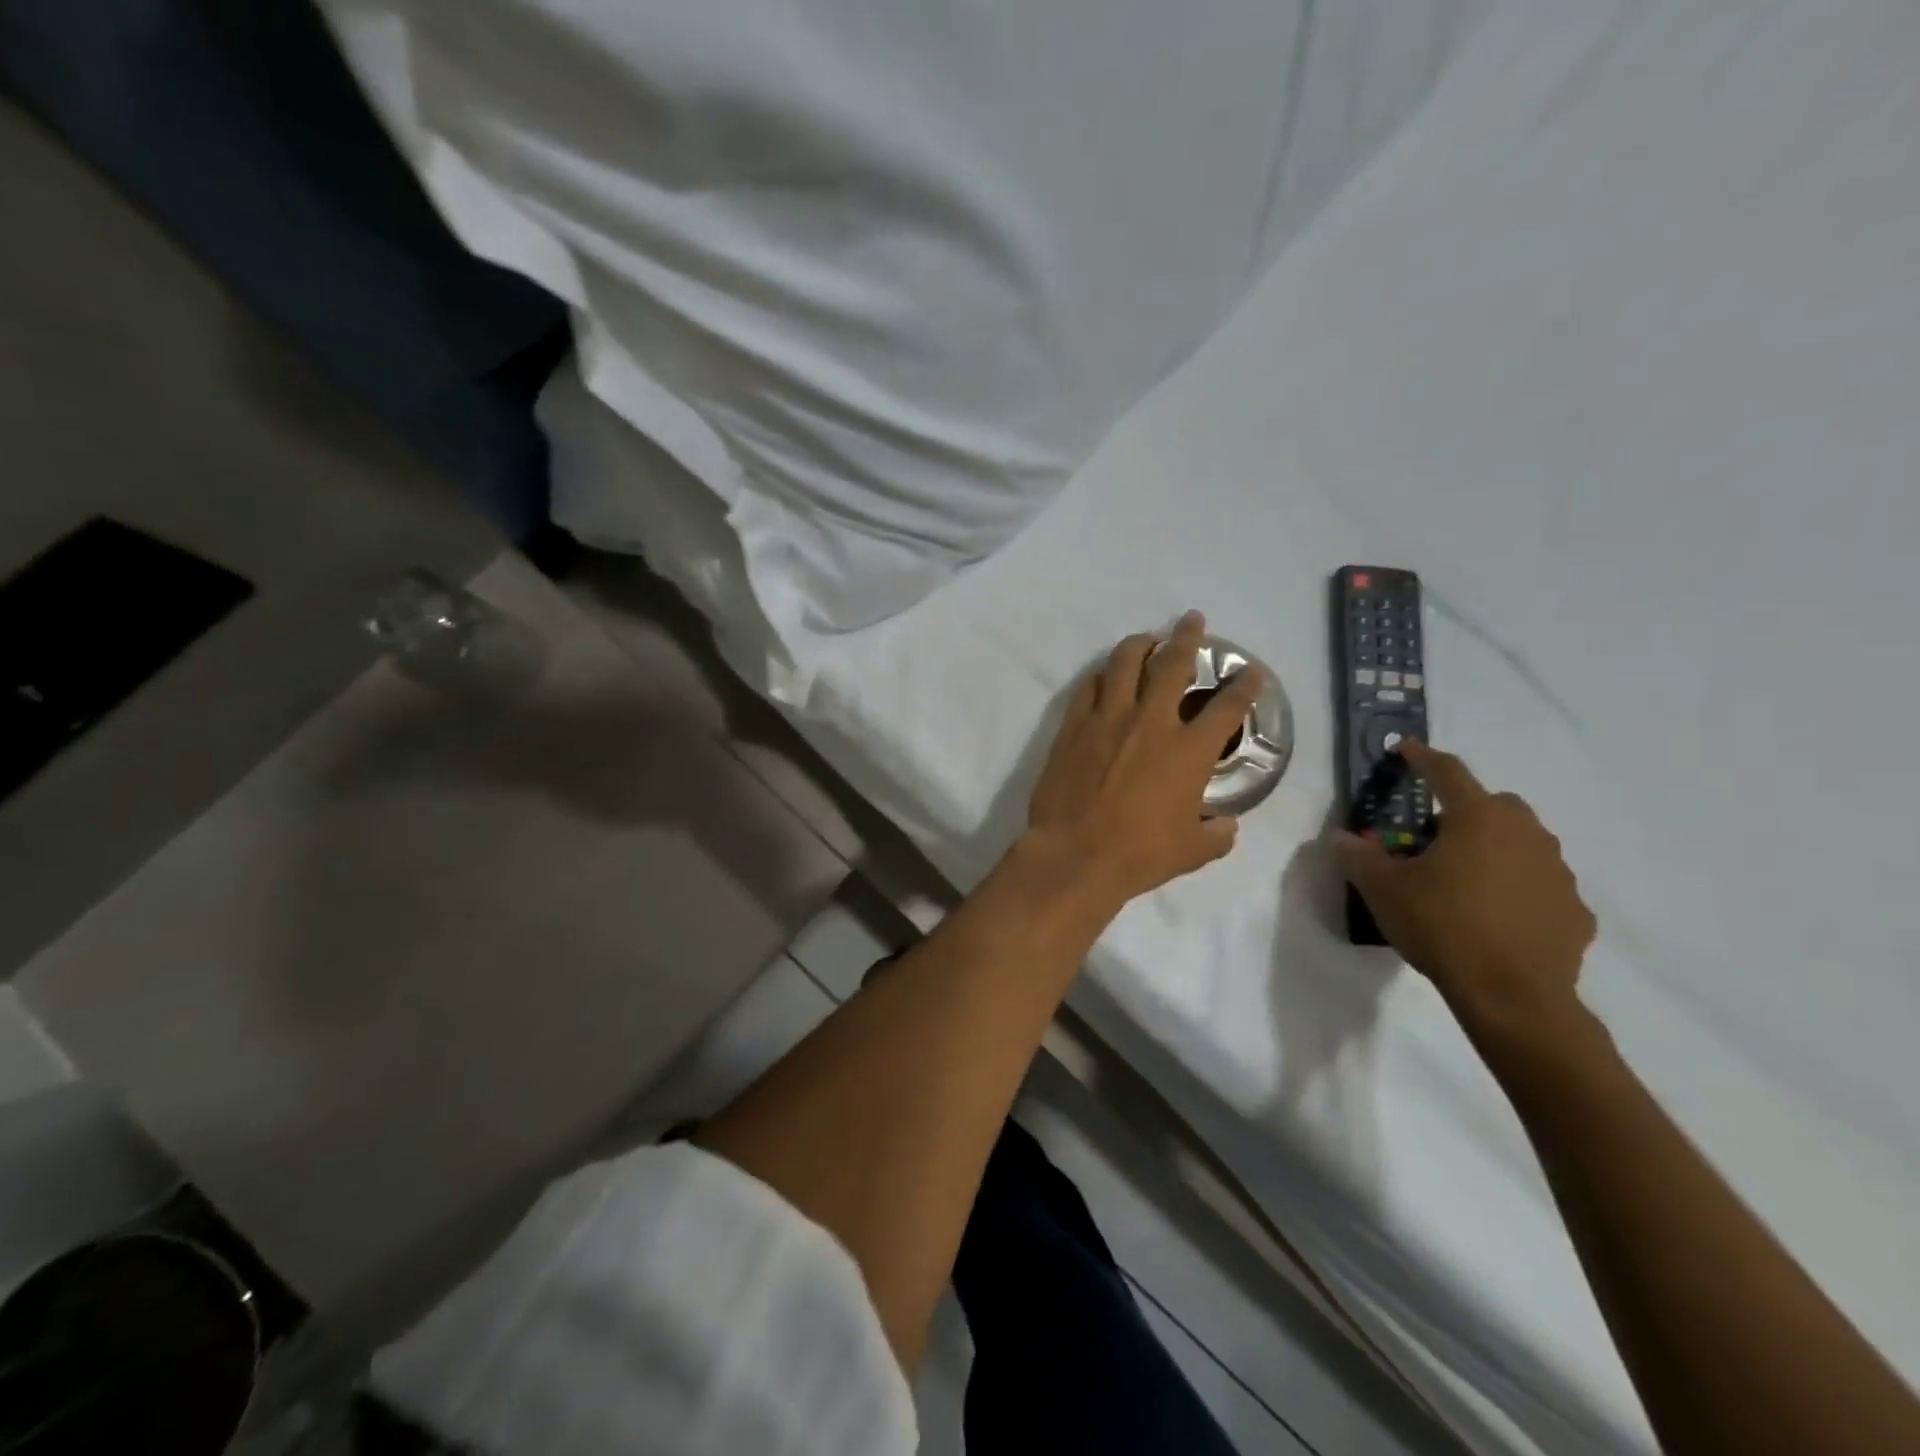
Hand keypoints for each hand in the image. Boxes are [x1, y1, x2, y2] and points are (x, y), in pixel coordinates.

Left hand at [1025, 612, 1260, 908]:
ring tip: (1147, 640)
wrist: (1074, 854)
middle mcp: (1152, 722)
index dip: (1244, 685)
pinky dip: (1102, 676)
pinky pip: (1090, 686)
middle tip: (1192, 620)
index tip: (1249, 672)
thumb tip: (1226, 826)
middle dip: (1188, 636)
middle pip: (1174, 663)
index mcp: (1189, 750)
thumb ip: (1215, 834)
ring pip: (1125, 662)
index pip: (1228, 706)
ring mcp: (1109, 718)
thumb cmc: (1138, 855)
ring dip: (1140, 645)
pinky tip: (1106, 676)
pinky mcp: (1074, 725)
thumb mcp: (1192, 852)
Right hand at [1335, 741, 1596, 1036]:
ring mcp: (1558, 872)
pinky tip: (1496, 918)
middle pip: (1493, 805)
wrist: (1514, 996)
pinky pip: (1540, 885)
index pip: (1447, 772)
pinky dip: (1518, 890)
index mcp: (1477, 818)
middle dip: (1463, 812)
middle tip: (1433, 840)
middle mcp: (1525, 833)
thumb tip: (1342, 838)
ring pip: (1521, 843)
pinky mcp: (1575, 910)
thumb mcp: (1383, 889)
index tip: (1406, 749)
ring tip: (1464, 882)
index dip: (1422, 757)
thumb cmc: (1442, 926)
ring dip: (1494, 850)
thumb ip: (1359, 856)